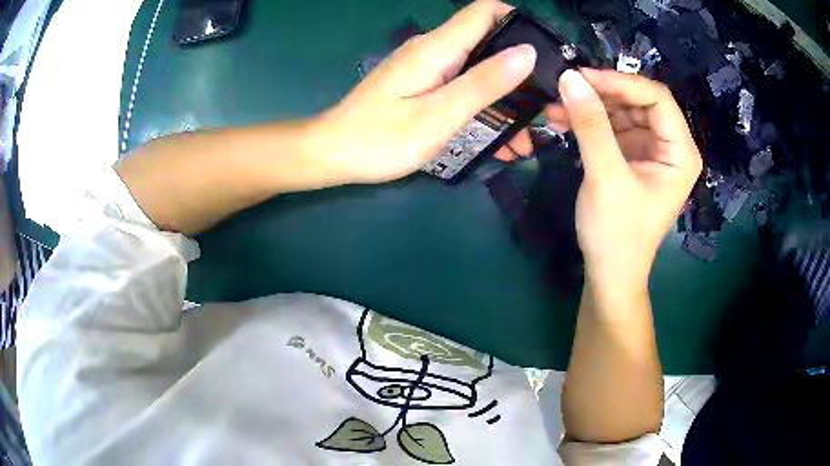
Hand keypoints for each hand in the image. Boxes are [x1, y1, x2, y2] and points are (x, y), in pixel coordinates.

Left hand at [309, 0, 536, 183]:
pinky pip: (462, 86)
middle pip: (488, 42)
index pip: (486, 12)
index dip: (519, 21)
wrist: (332, 154)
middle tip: (546, 108)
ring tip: (526, 137)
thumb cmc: (380, 139)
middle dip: (522, 71)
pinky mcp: (422, 86)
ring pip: (478, 69)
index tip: (548, 52)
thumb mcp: (439, 115)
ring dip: (506, 98)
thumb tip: (526, 53)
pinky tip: (498, 138)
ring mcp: (427, 68)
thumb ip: (483, 82)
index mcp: (438, 48)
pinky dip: (484, 106)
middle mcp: (434, 50)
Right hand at [552, 69, 701, 290]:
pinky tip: (562, 119)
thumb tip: (568, 77)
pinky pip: (612, 128)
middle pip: (638, 101)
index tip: (582, 78)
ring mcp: (650, 151)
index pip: (657, 98)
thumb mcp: (606, 176)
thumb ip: (591, 125)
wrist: (609, 273)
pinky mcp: (631, 157)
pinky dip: (588, 122)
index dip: (621, 82)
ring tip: (555, 105)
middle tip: (565, 88)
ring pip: (622, 112)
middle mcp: (670, 146)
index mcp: (680, 152)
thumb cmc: (617, 233)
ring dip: (590, 106)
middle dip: (602, 94)